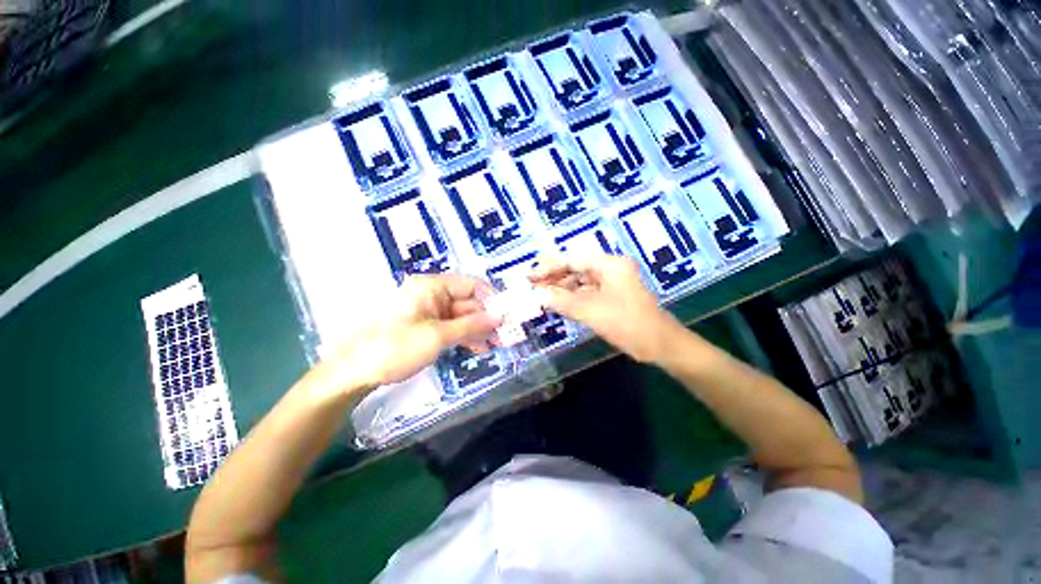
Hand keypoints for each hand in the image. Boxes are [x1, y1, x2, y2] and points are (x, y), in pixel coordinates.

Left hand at [314, 274, 502, 393]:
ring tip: (497, 344)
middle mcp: (432, 294)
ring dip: (479, 329)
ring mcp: (429, 312)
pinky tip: (480, 348)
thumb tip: (500, 317)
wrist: (355, 373)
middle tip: (506, 334)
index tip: (507, 314)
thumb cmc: (396, 347)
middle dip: (487, 318)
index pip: (470, 284)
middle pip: (468, 301)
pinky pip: (452, 327)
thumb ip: (472, 325)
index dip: (491, 297)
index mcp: (431, 286)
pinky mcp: (426, 327)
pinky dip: (465, 336)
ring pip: (462, 316)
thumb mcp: (438, 336)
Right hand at [530, 255, 681, 362]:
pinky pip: (586, 293)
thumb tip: (536, 294)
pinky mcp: (610, 296)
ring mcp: (611, 283)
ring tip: (539, 295)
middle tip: (531, 286)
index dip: (548, 268)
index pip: (572, 260)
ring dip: (561, 289)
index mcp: (609, 264)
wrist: (660, 345)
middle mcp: (610, 269)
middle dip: (553, 278)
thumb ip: (561, 301)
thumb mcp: (591, 311)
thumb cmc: (628, 323)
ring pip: (579, 282)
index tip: (529, 276)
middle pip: (575, 269)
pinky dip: (571, 298)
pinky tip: (556, 303)